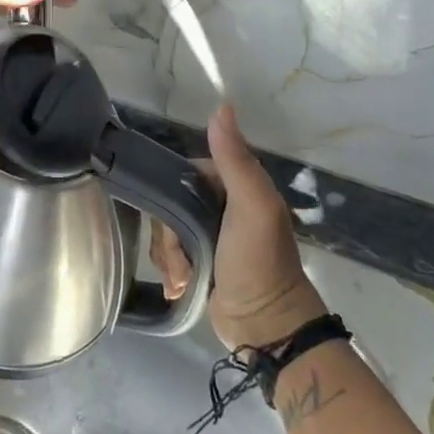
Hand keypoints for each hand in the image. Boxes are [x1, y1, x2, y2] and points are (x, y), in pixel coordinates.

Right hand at [151, 104, 327, 349]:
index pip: (183, 174)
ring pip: (166, 231)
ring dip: (169, 256)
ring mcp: (209, 235)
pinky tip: (180, 287)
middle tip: (180, 259)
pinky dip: (171, 271)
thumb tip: (221, 106)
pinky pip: (170, 255)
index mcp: (233, 185)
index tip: (174, 222)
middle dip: (168, 234)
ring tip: (183, 279)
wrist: (267, 327)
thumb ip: (235, 158)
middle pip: (170, 205)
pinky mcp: (200, 262)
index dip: (171, 195)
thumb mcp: (251, 206)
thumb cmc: (259, 262)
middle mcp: (220, 205)